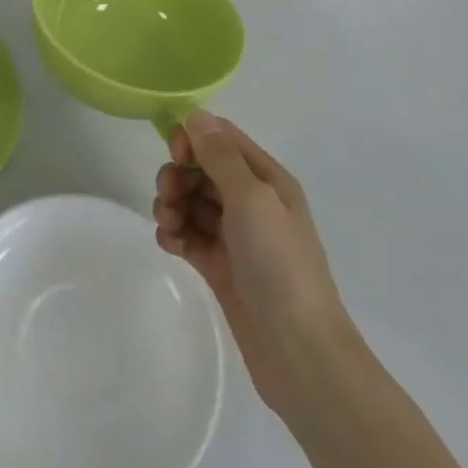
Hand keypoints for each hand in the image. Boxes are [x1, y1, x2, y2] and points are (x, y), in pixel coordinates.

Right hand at [153, 110, 350, 415]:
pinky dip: (175, 234)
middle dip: (178, 176)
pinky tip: (171, 245)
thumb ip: (221, 156)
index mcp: (267, 179)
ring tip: (169, 226)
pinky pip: (188, 235)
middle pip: (202, 170)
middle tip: (168, 196)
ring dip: (172, 205)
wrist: (299, 352)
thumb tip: (196, 115)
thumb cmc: (280, 265)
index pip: (223, 139)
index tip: (176, 155)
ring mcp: (236, 236)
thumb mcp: (252, 199)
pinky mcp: (220, 266)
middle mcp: (252, 202)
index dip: (195, 139)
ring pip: (191, 202)